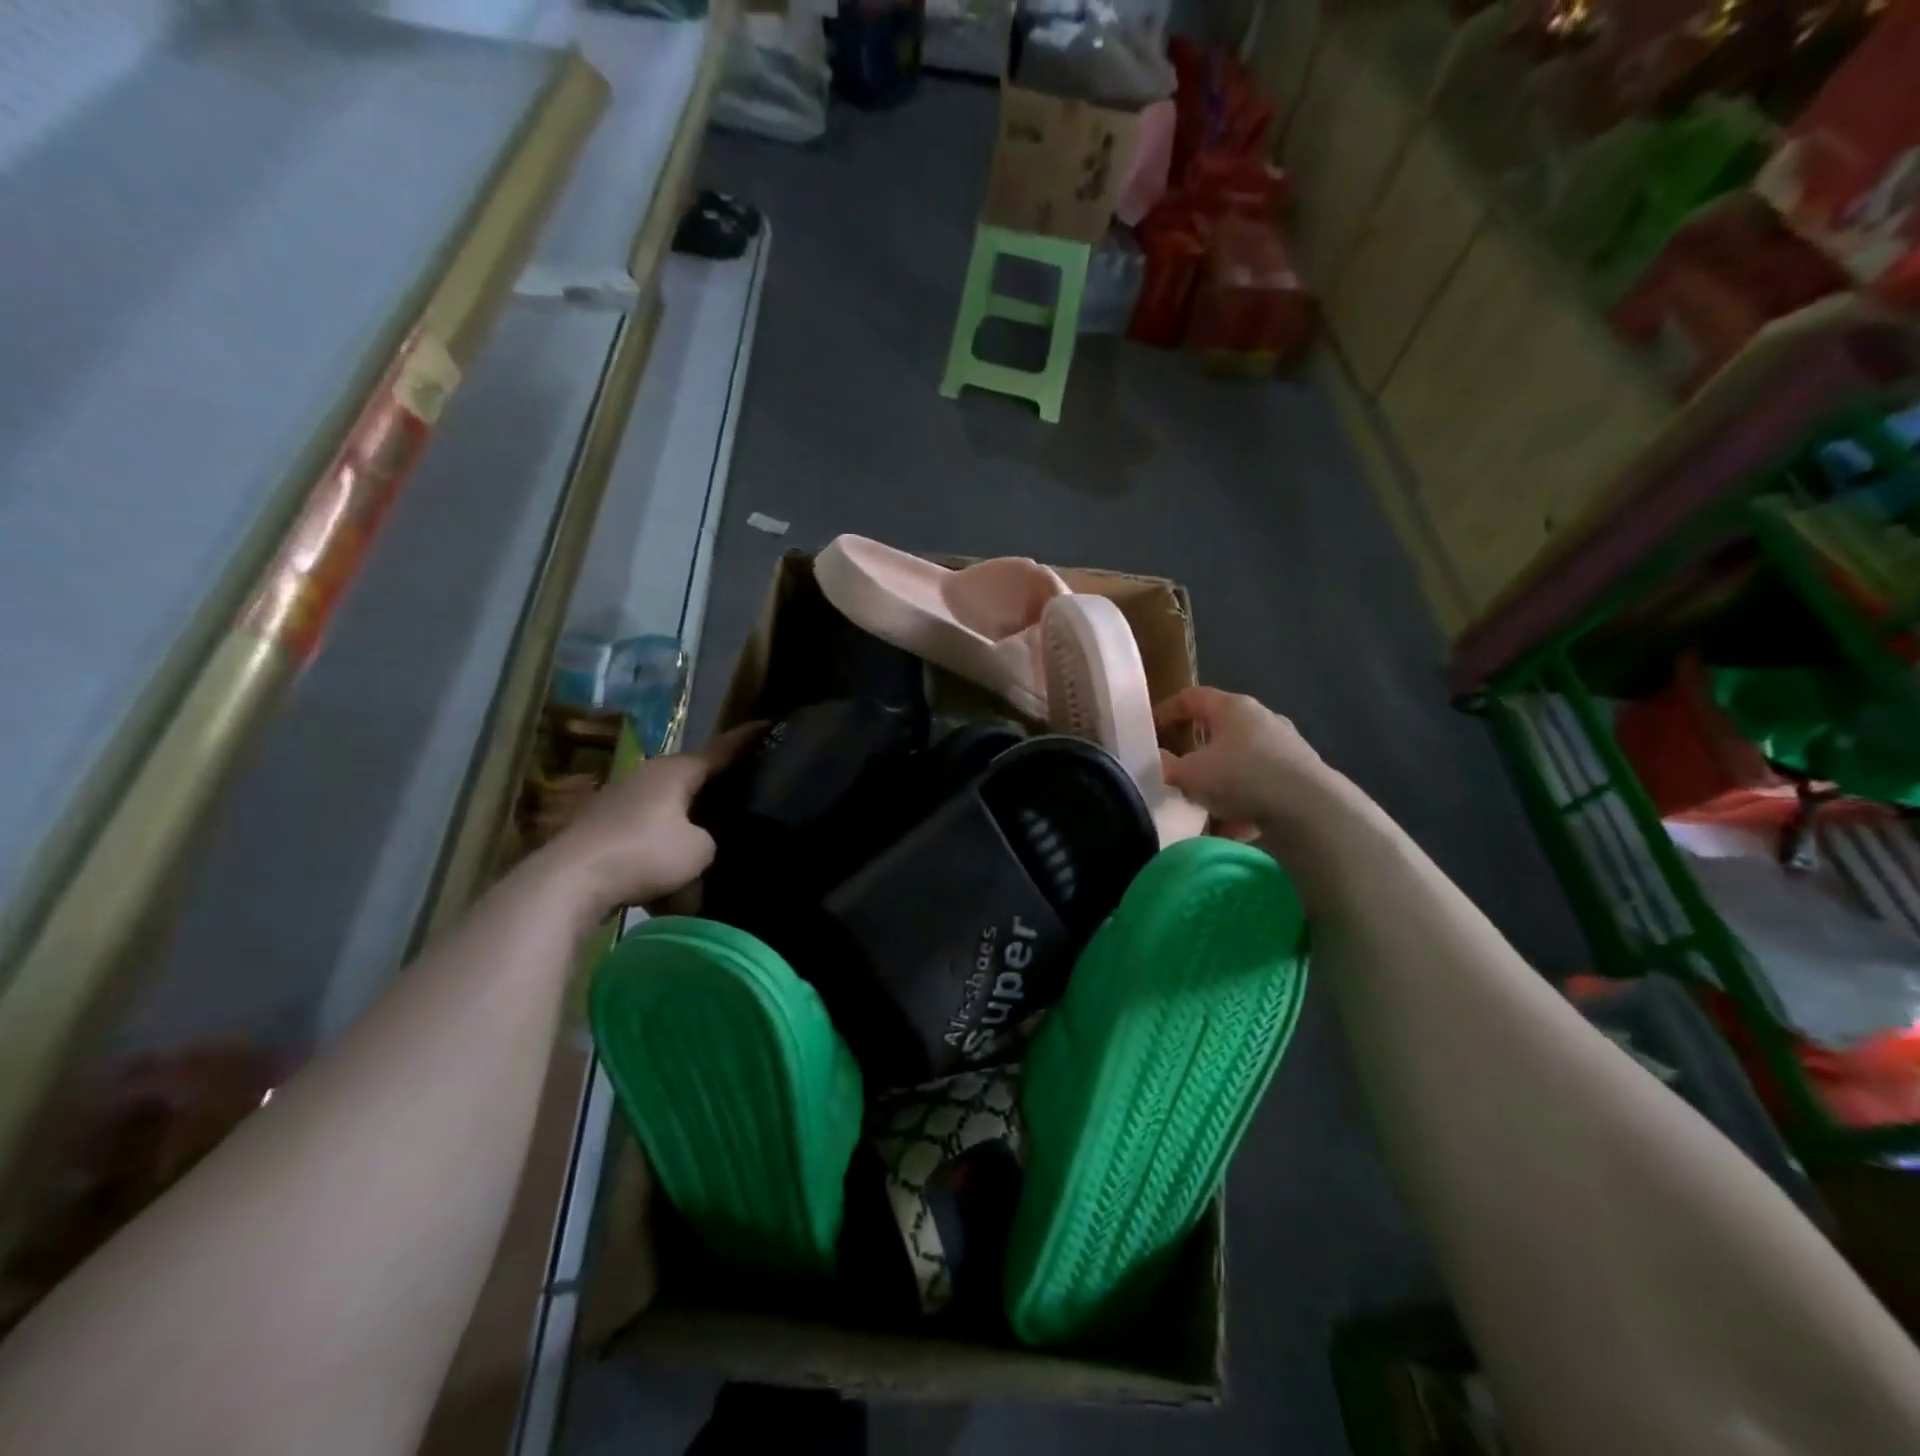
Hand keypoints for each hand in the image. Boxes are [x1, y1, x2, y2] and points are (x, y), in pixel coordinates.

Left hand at [539, 722, 762, 917]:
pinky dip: (661, 849)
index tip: (770, 725)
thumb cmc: (645, 853)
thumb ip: (711, 841)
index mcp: (677, 769)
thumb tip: (700, 845)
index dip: (749, 739)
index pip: (723, 749)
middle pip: (693, 778)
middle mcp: (648, 774)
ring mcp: (621, 799)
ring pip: (668, 809)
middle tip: (746, 795)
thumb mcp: (700, 850)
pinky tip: (670, 878)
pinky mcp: (602, 826)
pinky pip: (646, 834)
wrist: (571, 881)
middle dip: (717, 788)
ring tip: (707, 848)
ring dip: (686, 827)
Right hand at [1156, 687, 1328, 834]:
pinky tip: (1233, 829)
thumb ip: (1167, 767)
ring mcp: (1285, 748)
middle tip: (1177, 772)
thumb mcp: (1189, 774)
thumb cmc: (1241, 777)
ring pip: (1240, 763)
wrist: (1309, 810)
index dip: (1166, 712)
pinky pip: (1261, 787)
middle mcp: (1261, 719)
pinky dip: (1245, 804)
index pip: (1191, 697)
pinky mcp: (1300, 777)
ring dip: (1220, 784)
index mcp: (1232, 707)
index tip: (1150, 733)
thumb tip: (1159, 761)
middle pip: (1218, 730)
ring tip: (1204, 808)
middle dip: (1195, 753)